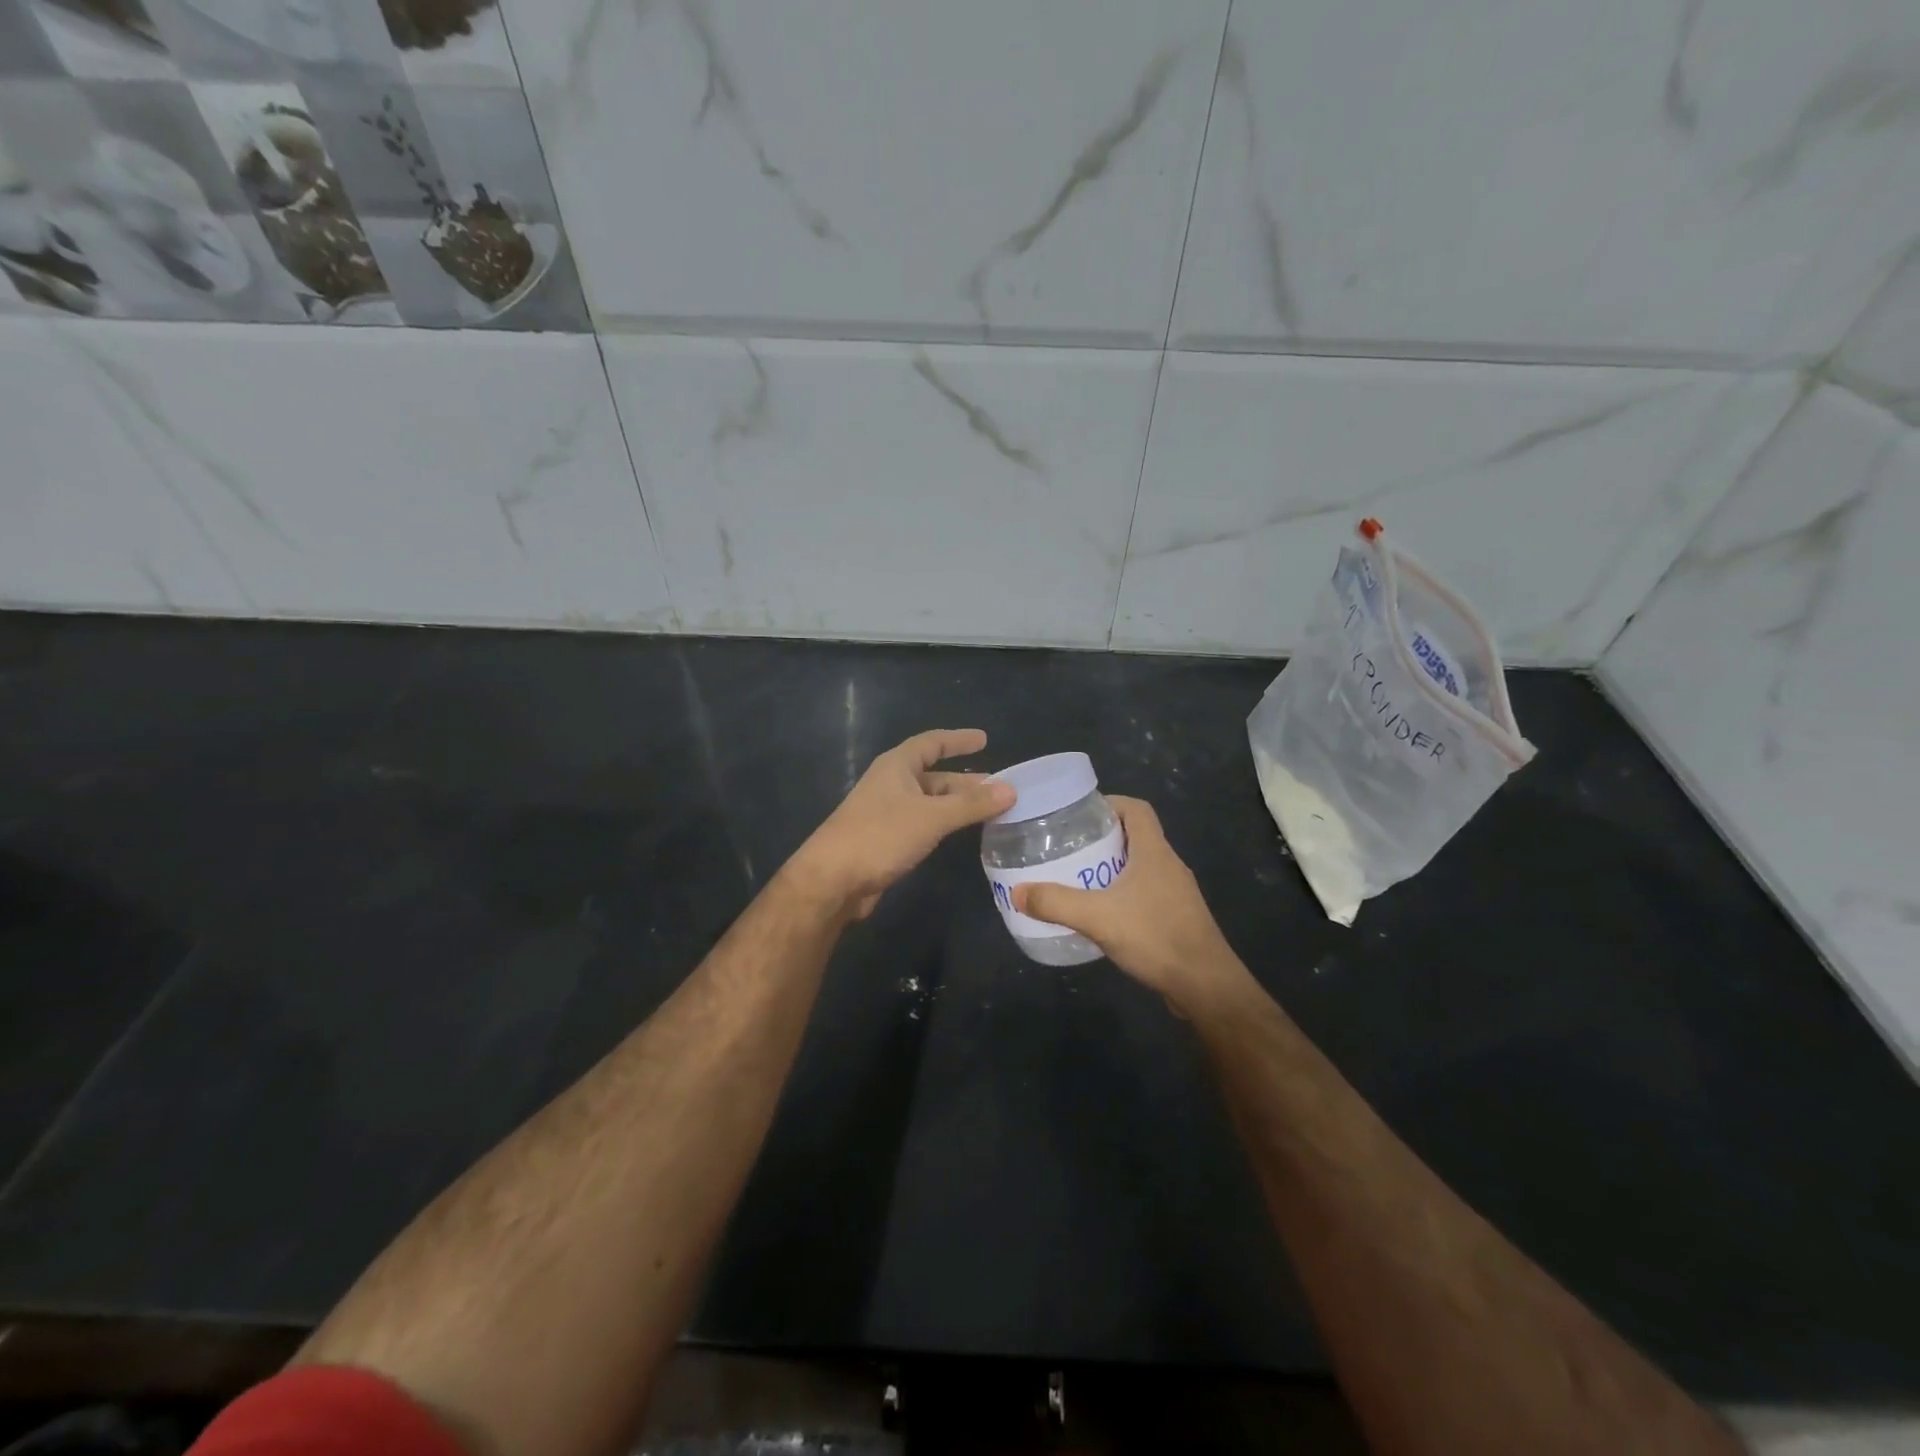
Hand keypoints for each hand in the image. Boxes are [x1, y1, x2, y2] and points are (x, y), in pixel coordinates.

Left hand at [788, 728, 1014, 919]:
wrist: (832, 880)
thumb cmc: (880, 836)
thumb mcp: (931, 817)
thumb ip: (971, 804)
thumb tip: (1010, 789)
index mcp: (896, 766)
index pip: (932, 743)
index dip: (958, 740)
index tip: (984, 739)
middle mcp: (891, 784)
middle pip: (934, 776)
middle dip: (966, 781)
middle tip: (1000, 788)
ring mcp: (887, 813)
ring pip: (930, 802)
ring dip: (958, 805)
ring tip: (991, 811)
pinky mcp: (887, 839)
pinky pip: (923, 823)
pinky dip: (945, 824)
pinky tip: (962, 834)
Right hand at [1013, 797, 1242, 1009]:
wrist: (1206, 987)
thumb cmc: (1156, 937)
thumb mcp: (1098, 917)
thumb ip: (1056, 902)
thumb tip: (1018, 891)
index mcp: (1155, 852)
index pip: (1137, 809)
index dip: (1110, 803)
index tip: (1080, 814)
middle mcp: (1169, 865)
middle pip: (1135, 836)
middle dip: (1102, 838)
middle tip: (1068, 847)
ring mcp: (1176, 894)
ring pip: (1140, 867)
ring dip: (1111, 868)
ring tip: (1077, 878)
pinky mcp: (1176, 919)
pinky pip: (1145, 894)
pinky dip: (1122, 895)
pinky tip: (1101, 914)